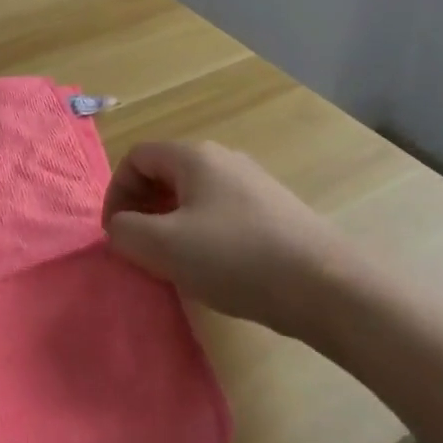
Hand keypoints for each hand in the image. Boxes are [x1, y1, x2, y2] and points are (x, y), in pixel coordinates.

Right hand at [102, 140, 342, 337]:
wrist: (327, 286)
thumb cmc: (237, 258)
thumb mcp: (165, 247)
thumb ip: (126, 232)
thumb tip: (121, 227)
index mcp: (194, 156)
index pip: (136, 158)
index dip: (116, 193)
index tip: (116, 234)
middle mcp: (223, 159)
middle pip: (164, 173)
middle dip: (142, 208)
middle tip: (139, 248)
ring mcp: (252, 184)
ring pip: (193, 195)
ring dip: (170, 223)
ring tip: (172, 262)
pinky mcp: (273, 211)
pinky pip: (220, 212)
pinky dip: (201, 234)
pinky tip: (214, 268)